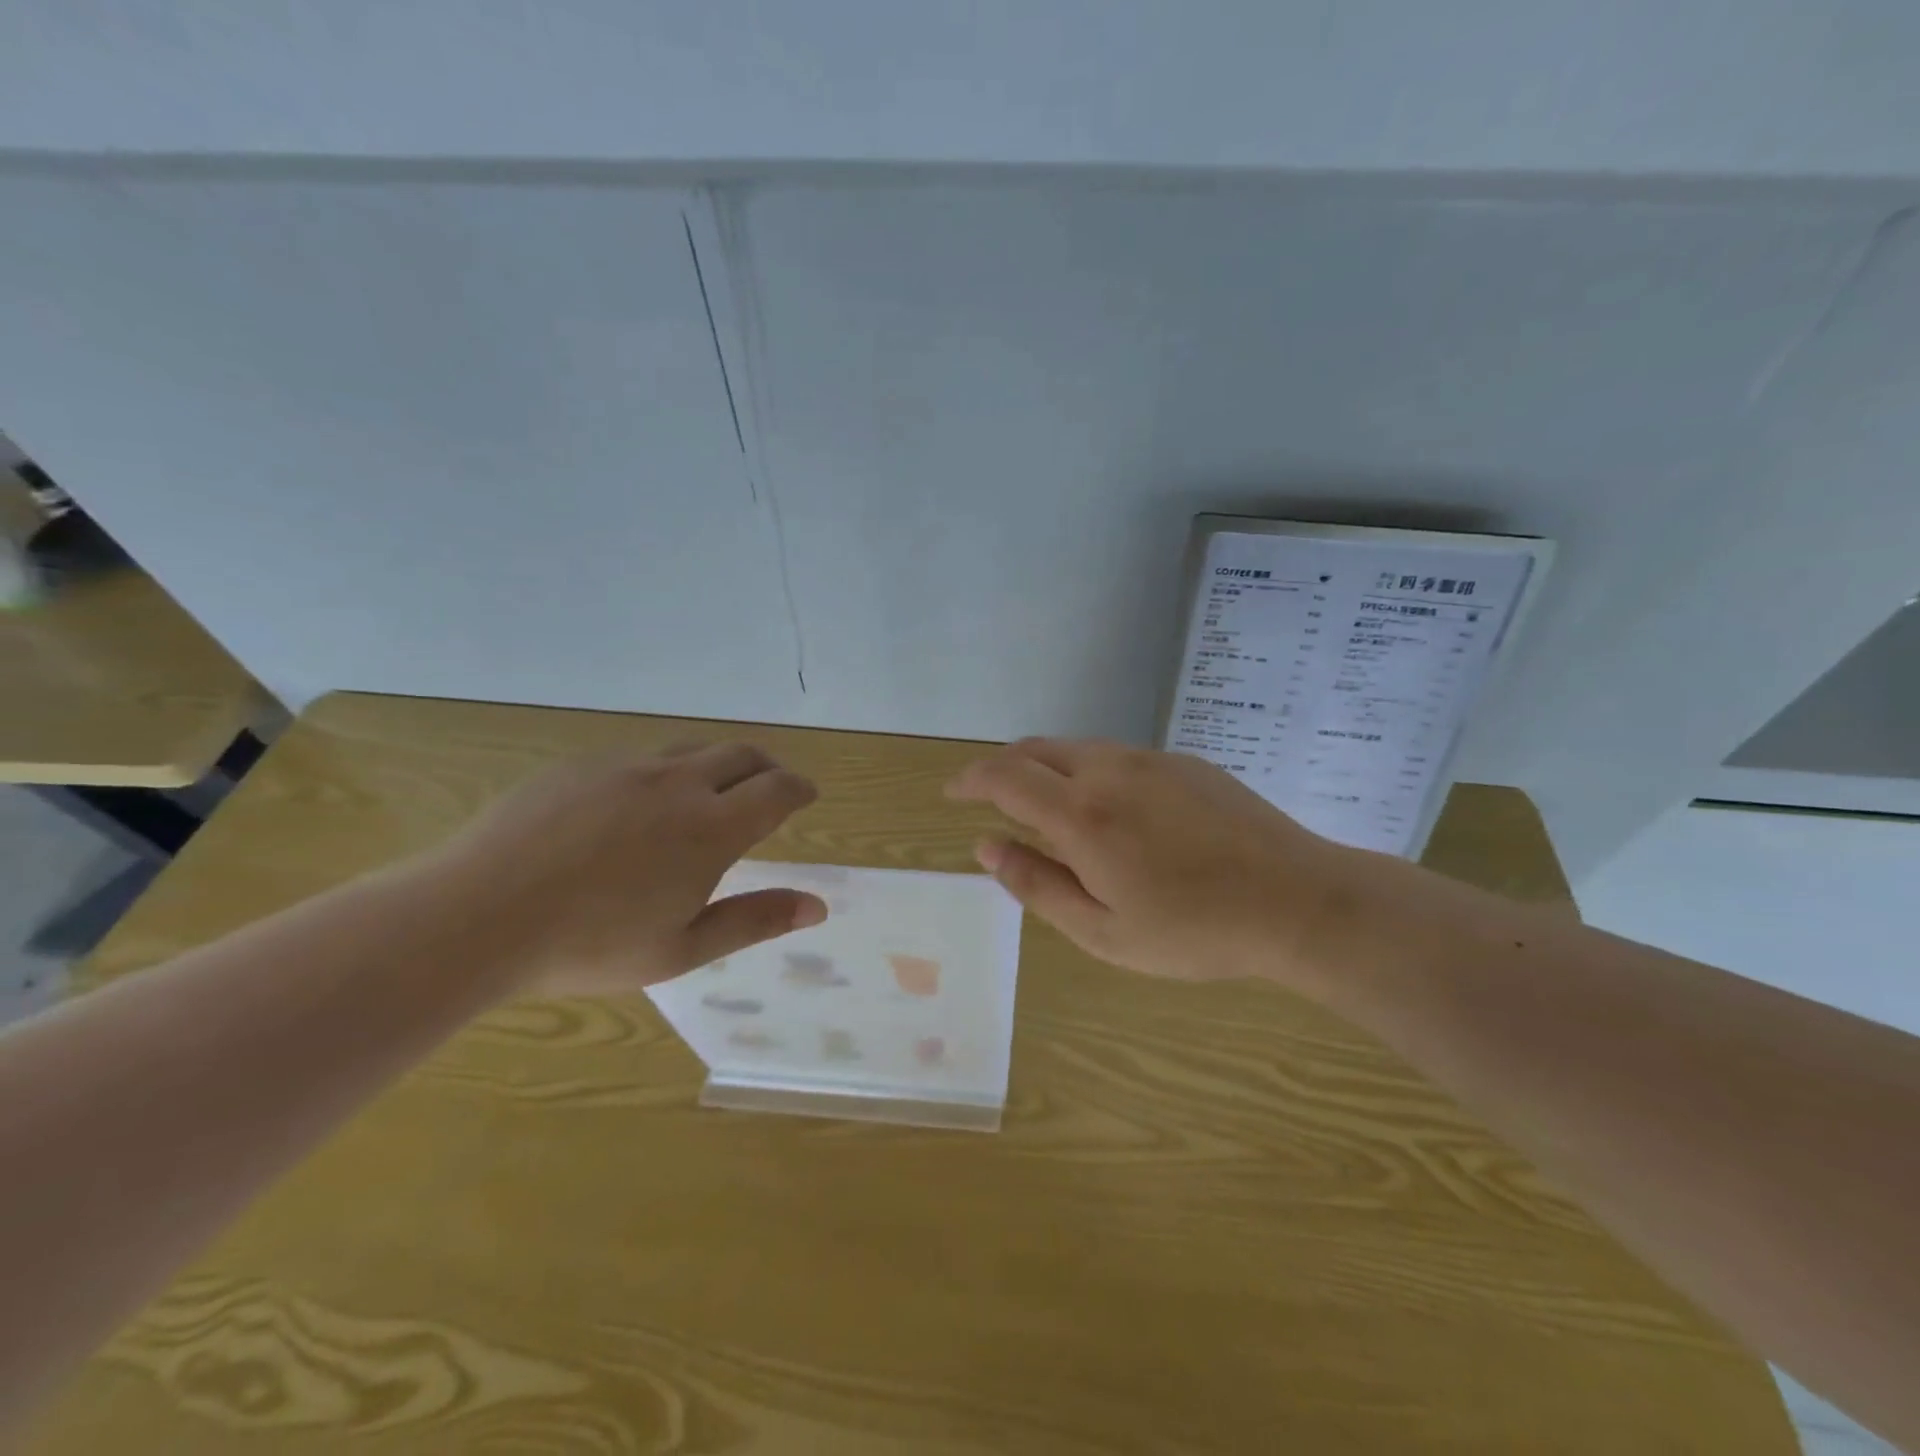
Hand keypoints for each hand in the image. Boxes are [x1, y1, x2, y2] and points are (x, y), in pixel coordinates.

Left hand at [425, 743, 825, 996]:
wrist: (476, 916)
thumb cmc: (590, 945)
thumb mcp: (682, 948)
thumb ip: (755, 920)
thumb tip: (818, 906)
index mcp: (711, 827)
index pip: (777, 790)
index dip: (800, 789)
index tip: (807, 796)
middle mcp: (677, 783)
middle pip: (742, 755)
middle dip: (768, 768)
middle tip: (772, 789)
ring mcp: (626, 767)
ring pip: (692, 751)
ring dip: (718, 765)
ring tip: (712, 792)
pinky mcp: (581, 766)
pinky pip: (640, 758)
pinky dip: (664, 773)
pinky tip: (638, 807)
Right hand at [946, 738, 1376, 993]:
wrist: (1300, 901)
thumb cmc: (1195, 931)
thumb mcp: (1103, 931)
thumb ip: (1037, 884)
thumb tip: (986, 847)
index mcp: (1082, 815)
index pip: (1004, 776)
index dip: (969, 779)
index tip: (952, 794)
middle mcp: (1110, 771)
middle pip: (1037, 749)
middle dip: (1002, 767)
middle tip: (990, 799)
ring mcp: (1152, 760)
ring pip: (1078, 749)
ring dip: (1047, 769)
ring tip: (1046, 809)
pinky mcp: (1185, 762)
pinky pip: (1117, 756)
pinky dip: (1089, 772)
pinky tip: (1111, 811)